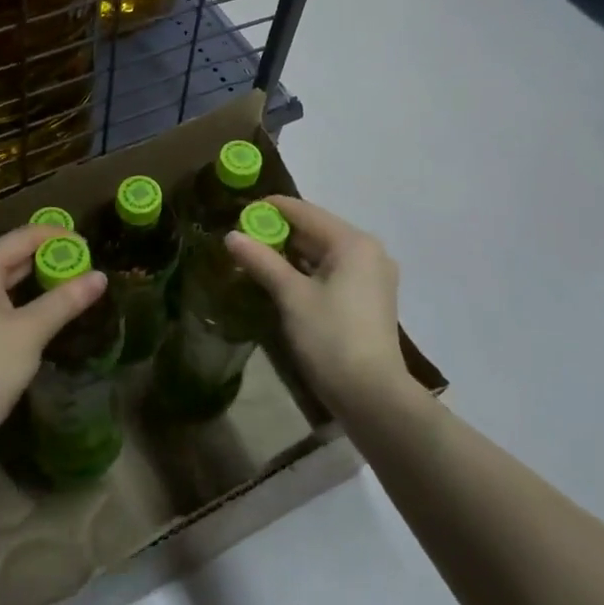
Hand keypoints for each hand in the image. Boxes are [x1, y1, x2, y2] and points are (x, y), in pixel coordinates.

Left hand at [0, 223, 106, 446]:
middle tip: (82, 266)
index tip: (88, 245)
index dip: (56, 237)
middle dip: (45, 259)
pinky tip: (35, 307)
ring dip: (29, 280)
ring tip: (66, 284)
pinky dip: (11, 297)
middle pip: (7, 256)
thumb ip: (65, 300)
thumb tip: (101, 277)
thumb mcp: (30, 332)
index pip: (21, 238)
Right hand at [225, 195, 410, 415]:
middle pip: (315, 230)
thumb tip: (231, 236)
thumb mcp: (292, 296)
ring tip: (254, 258)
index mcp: (353, 242)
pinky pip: (333, 271)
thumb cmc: (331, 338)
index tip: (237, 213)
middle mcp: (368, 251)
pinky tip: (281, 279)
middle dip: (278, 233)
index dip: (269, 209)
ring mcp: (372, 275)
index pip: (304, 211)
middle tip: (241, 238)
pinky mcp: (369, 298)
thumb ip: (262, 261)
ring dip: (291, 253)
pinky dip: (307, 271)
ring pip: (323, 252)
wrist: (372, 395)